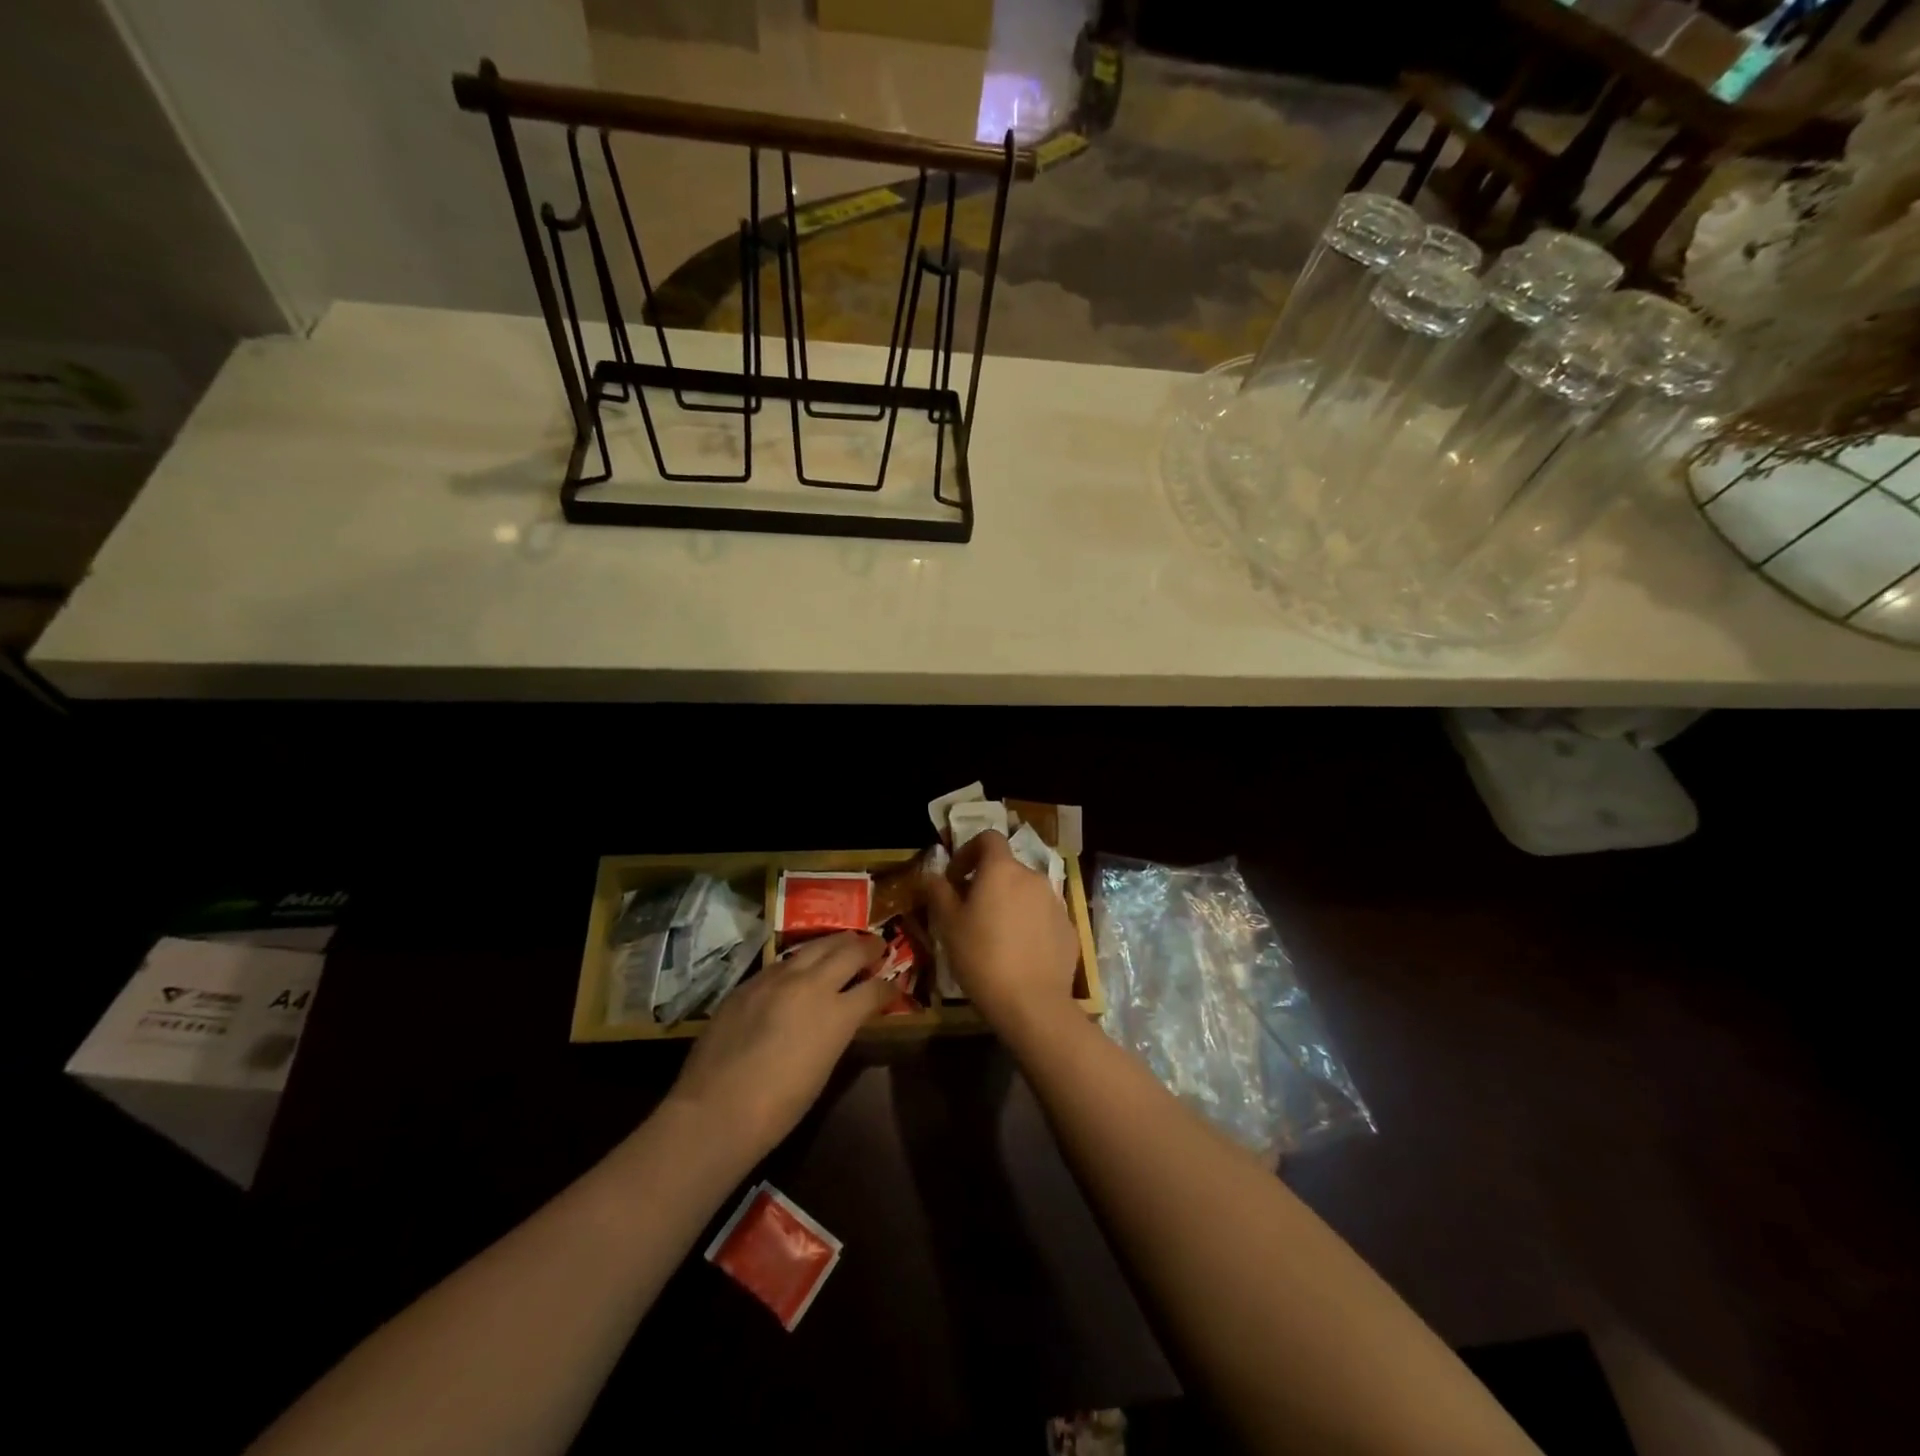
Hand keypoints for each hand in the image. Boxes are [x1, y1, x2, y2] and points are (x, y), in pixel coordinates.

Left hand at [666, 932, 894, 1159]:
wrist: (716, 1109)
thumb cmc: (779, 1107)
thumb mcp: (823, 1067)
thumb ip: (837, 1032)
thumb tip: (842, 1017)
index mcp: (837, 1013)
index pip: (875, 989)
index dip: (890, 987)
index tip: (895, 986)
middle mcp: (811, 984)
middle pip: (849, 951)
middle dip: (869, 947)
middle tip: (879, 946)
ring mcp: (777, 978)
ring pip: (815, 946)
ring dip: (836, 944)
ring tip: (846, 944)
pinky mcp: (750, 982)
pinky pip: (783, 962)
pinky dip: (801, 961)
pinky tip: (800, 967)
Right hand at [923, 831, 1079, 1038]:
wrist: (1032, 1003)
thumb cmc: (982, 957)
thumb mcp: (948, 925)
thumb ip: (939, 892)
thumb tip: (932, 875)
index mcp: (1002, 869)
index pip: (988, 838)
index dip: (968, 851)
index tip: (956, 878)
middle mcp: (1033, 877)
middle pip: (1007, 868)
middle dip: (987, 883)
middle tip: (969, 913)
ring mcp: (1055, 902)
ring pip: (1026, 893)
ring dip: (1009, 904)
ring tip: (994, 936)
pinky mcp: (1068, 928)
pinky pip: (1043, 917)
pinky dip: (1029, 925)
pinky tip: (1018, 954)